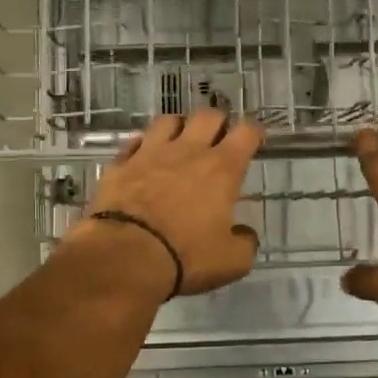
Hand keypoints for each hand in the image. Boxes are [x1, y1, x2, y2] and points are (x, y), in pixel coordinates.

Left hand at [61, 108, 263, 295]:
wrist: (125, 255)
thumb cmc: (185, 256)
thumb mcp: (231, 261)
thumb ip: (245, 243)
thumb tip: (244, 235)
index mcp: (222, 169)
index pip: (246, 133)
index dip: (254, 132)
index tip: (255, 139)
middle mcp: (188, 151)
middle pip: (208, 116)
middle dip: (218, 123)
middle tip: (219, 139)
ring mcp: (151, 153)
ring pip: (169, 120)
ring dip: (179, 127)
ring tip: (180, 141)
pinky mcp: (121, 164)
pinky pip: (134, 142)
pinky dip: (143, 146)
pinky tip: (144, 156)